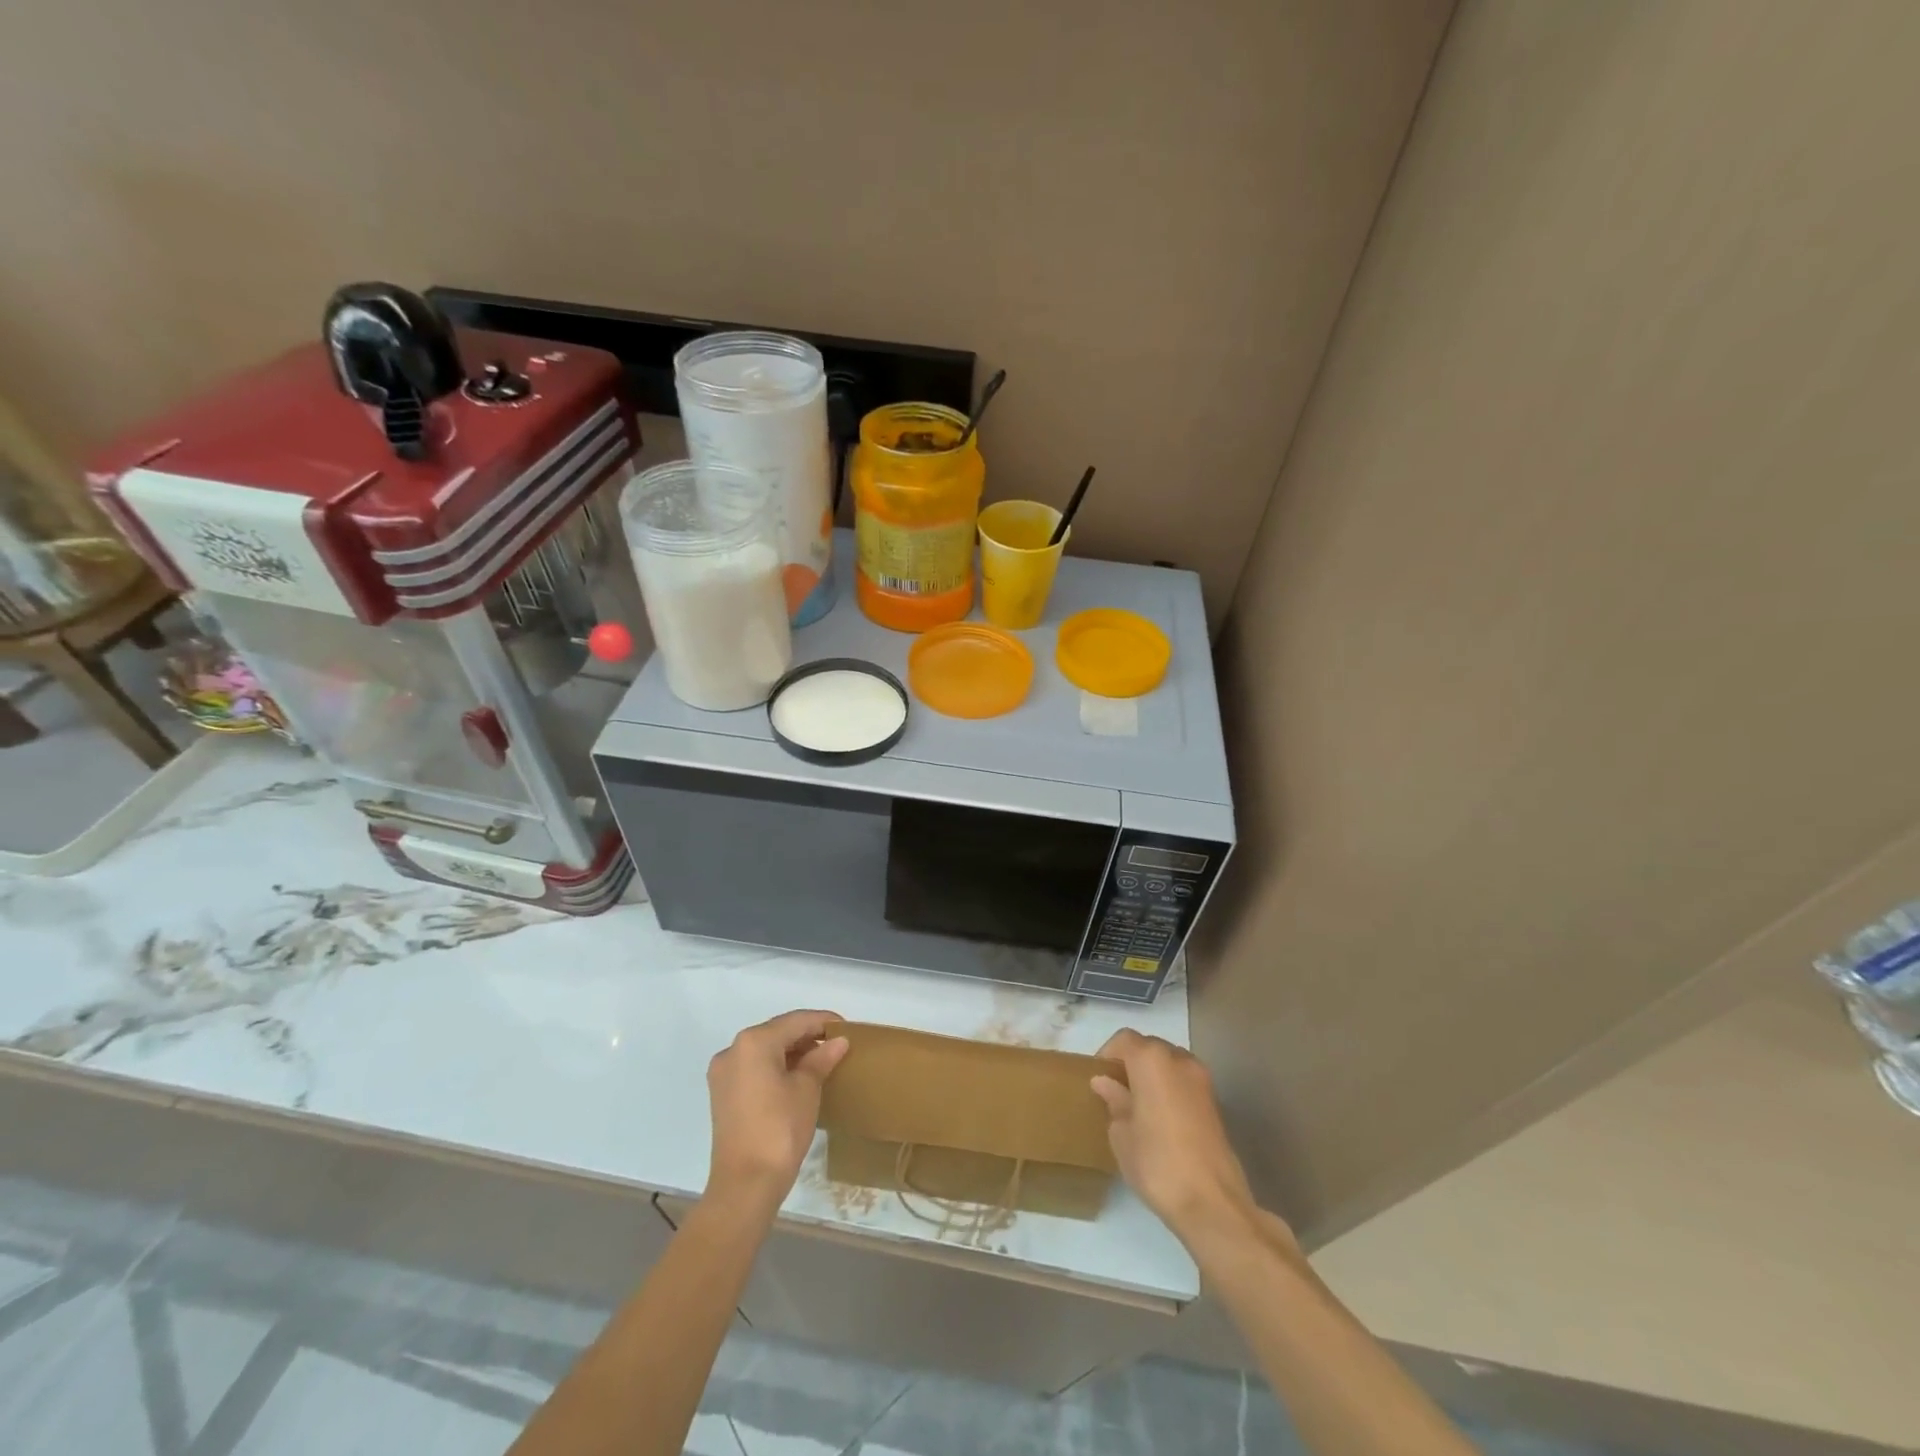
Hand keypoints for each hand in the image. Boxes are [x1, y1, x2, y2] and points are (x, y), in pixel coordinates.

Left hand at [706, 1009, 848, 1210]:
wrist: (745, 1185)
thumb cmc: (780, 1129)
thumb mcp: (807, 1089)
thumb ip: (821, 1059)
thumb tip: (838, 1042)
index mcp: (754, 1042)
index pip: (795, 1021)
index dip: (823, 1021)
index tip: (847, 1028)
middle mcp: (733, 1050)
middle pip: (777, 1032)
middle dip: (807, 1036)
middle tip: (836, 1045)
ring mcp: (723, 1073)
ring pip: (765, 1050)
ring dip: (792, 1052)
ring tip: (822, 1061)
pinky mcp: (722, 1095)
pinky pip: (754, 1068)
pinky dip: (776, 1067)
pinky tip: (798, 1077)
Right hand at [1092, 1030, 1285, 1255]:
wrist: (1212, 1202)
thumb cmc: (1157, 1162)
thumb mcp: (1121, 1134)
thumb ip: (1114, 1100)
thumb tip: (1105, 1082)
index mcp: (1152, 1060)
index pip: (1124, 1040)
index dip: (1108, 1056)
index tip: (1098, 1080)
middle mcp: (1179, 1059)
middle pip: (1149, 1048)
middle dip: (1130, 1064)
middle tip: (1115, 1093)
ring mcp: (1202, 1080)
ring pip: (1169, 1064)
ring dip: (1152, 1076)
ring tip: (1138, 1107)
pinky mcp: (1215, 1102)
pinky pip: (1184, 1083)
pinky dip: (1170, 1090)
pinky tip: (1160, 1120)